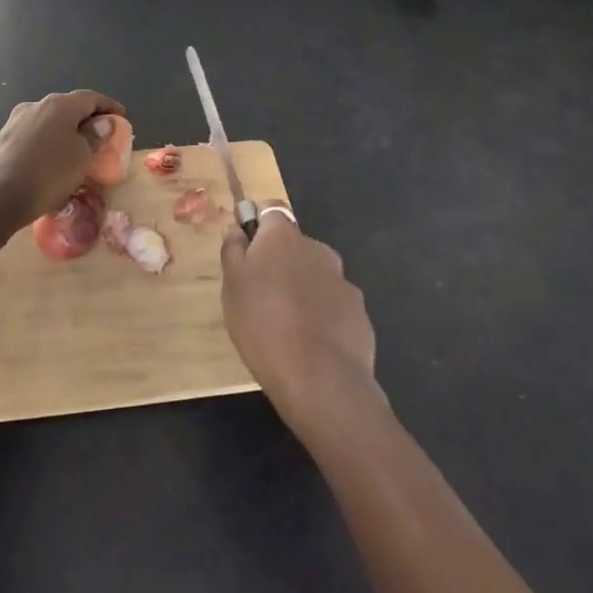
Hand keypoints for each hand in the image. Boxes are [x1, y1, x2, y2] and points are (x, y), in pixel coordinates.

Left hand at [0, 89, 125, 229]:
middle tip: (101, 136)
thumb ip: (94, 137)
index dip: (109, 106)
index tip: (122, 117)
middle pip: (68, 107)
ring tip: (77, 151)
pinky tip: (51, 161)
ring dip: (65, 132)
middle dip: (86, 119)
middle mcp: (36, 106)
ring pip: (49, 122)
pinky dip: (49, 144)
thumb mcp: (81, 157)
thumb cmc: (47, 173)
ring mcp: (15, 122)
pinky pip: (34, 137)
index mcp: (59, 104)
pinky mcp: (3, 141)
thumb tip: (101, 123)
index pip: (90, 97)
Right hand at [221, 211, 379, 434]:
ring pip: (316, 276)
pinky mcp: (359, 313)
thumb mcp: (232, 286)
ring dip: (303, 289)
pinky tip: (312, 343)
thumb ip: (233, 249)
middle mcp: (317, 249)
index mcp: (284, 236)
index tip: (245, 252)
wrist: (320, 380)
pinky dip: (323, 315)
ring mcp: (343, 281)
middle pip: (294, 246)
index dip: (257, 227)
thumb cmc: (263, 324)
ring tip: (287, 325)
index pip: (270, 211)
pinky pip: (334, 305)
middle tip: (262, 296)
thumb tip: (236, 228)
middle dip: (281, 262)